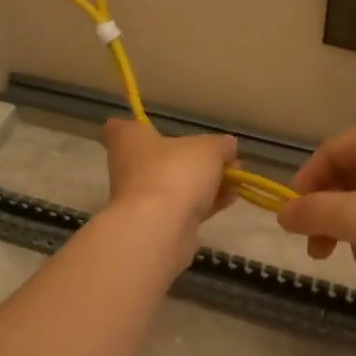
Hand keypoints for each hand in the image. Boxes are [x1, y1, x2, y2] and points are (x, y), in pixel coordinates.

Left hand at [102, 119, 236, 249]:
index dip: (140, 126)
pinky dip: (205, 203)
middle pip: (160, 158)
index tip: (162, 129)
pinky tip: (230, 199)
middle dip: (191, 159)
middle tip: (222, 159)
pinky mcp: (156, 223)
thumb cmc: (174, 172)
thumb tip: (228, 145)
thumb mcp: (208, 149)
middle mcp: (128, 167)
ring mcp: (141, 198)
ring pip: (174, 184)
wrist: (160, 228)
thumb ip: (220, 145)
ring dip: (203, 183)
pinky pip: (183, 207)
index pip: (121, 127)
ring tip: (235, 181)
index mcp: (128, 140)